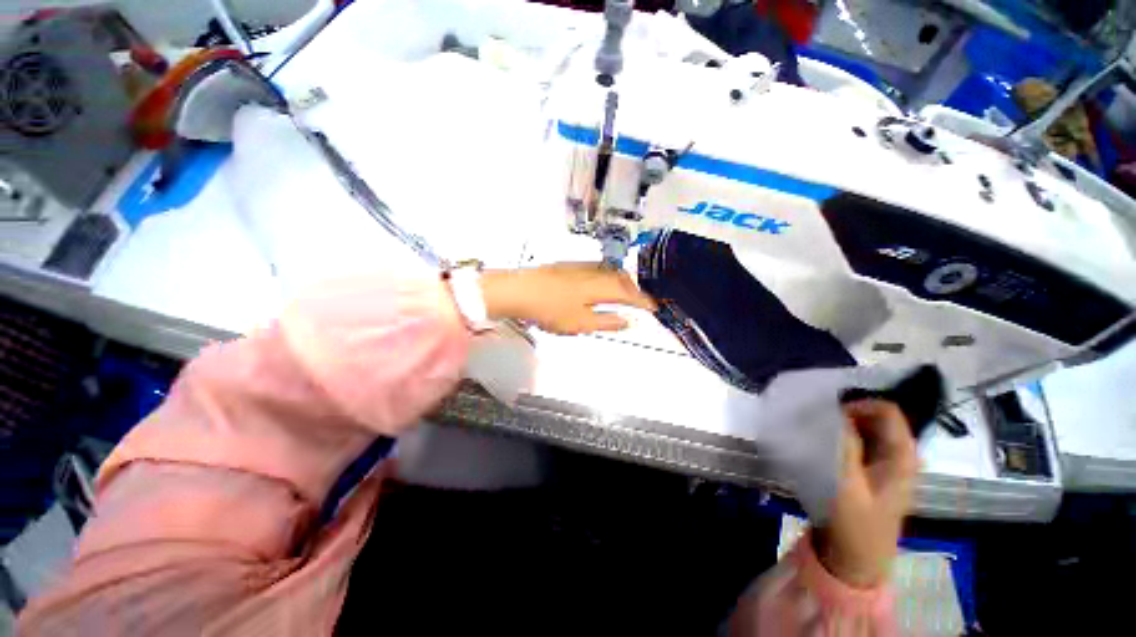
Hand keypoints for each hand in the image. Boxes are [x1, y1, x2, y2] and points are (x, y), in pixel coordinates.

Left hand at [479, 263, 656, 334]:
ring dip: (621, 282)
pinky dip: (607, 278)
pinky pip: (597, 269)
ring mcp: (579, 267)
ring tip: (624, 293)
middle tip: (641, 300)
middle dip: (634, 289)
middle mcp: (594, 272)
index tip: (655, 307)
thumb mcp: (581, 323)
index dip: (644, 301)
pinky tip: (600, 284)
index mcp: (600, 286)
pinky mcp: (568, 267)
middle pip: (622, 278)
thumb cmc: (551, 310)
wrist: (519, 290)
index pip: (629, 293)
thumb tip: (628, 321)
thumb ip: (607, 322)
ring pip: (609, 271)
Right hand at [813, 400, 917, 587]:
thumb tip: (833, 413)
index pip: (887, 411)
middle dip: (846, 414)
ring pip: (865, 429)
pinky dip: (840, 437)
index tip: (828, 414)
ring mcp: (884, 464)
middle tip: (816, 422)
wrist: (856, 559)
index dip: (858, 405)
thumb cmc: (856, 525)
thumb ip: (844, 447)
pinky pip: (857, 443)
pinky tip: (821, 445)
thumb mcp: (847, 485)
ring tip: (815, 431)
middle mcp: (898, 455)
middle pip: (875, 417)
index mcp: (902, 457)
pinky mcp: (870, 471)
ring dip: (841, 426)